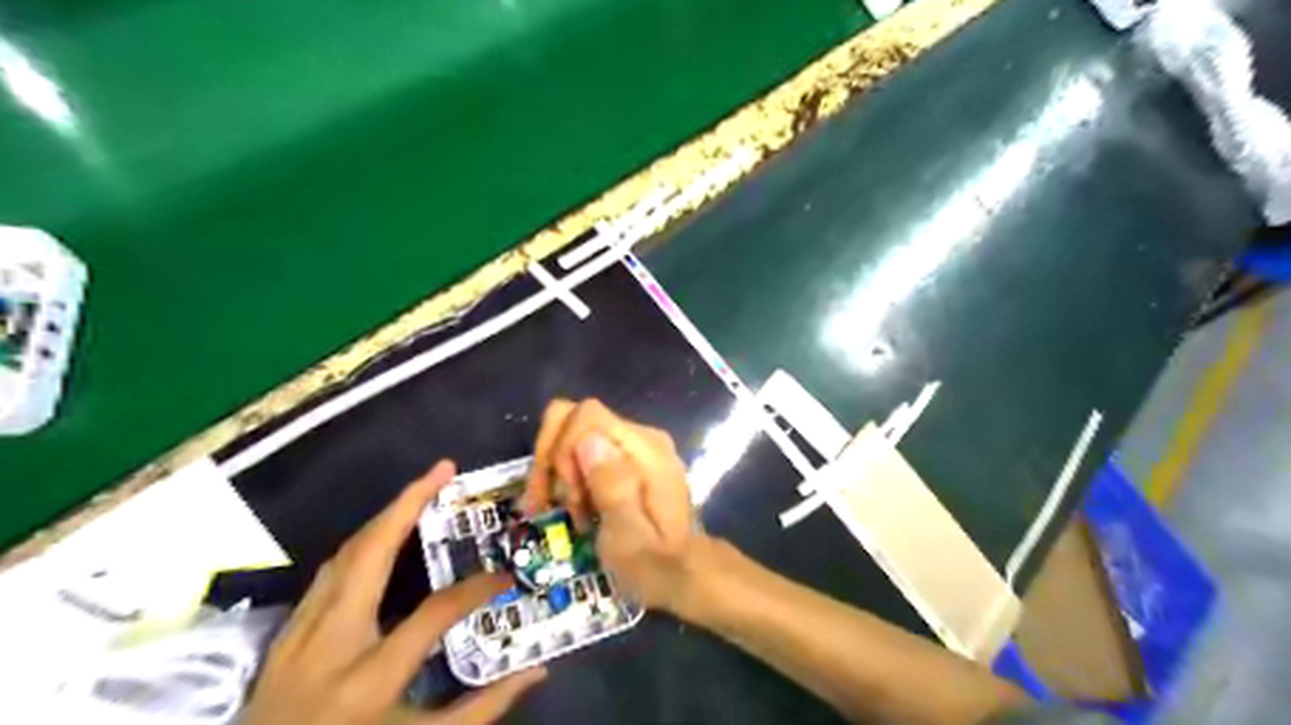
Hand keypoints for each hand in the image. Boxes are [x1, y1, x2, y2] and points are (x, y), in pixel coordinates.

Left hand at [244, 460, 544, 721]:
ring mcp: (301, 634)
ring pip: (344, 553)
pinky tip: (382, 531)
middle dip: (408, 503)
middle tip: (444, 469)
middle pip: (370, 553)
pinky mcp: (287, 633)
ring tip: (421, 489)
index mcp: (369, 679)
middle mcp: (331, 643)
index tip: (504, 577)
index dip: (477, 589)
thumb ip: (481, 710)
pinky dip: (361, 541)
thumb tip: (537, 671)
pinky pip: (329, 571)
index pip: (434, 614)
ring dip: (385, 515)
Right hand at [523, 398, 704, 613]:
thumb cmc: (657, 564)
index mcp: (645, 450)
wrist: (684, 572)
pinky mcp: (627, 457)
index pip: (586, 416)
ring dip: (558, 473)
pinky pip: (583, 449)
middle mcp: (641, 436)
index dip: (562, 449)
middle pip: (573, 419)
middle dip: (552, 460)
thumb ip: (613, 488)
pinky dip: (569, 476)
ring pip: (572, 433)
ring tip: (568, 514)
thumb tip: (588, 440)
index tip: (566, 495)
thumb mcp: (631, 538)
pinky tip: (575, 508)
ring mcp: (634, 444)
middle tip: (548, 505)